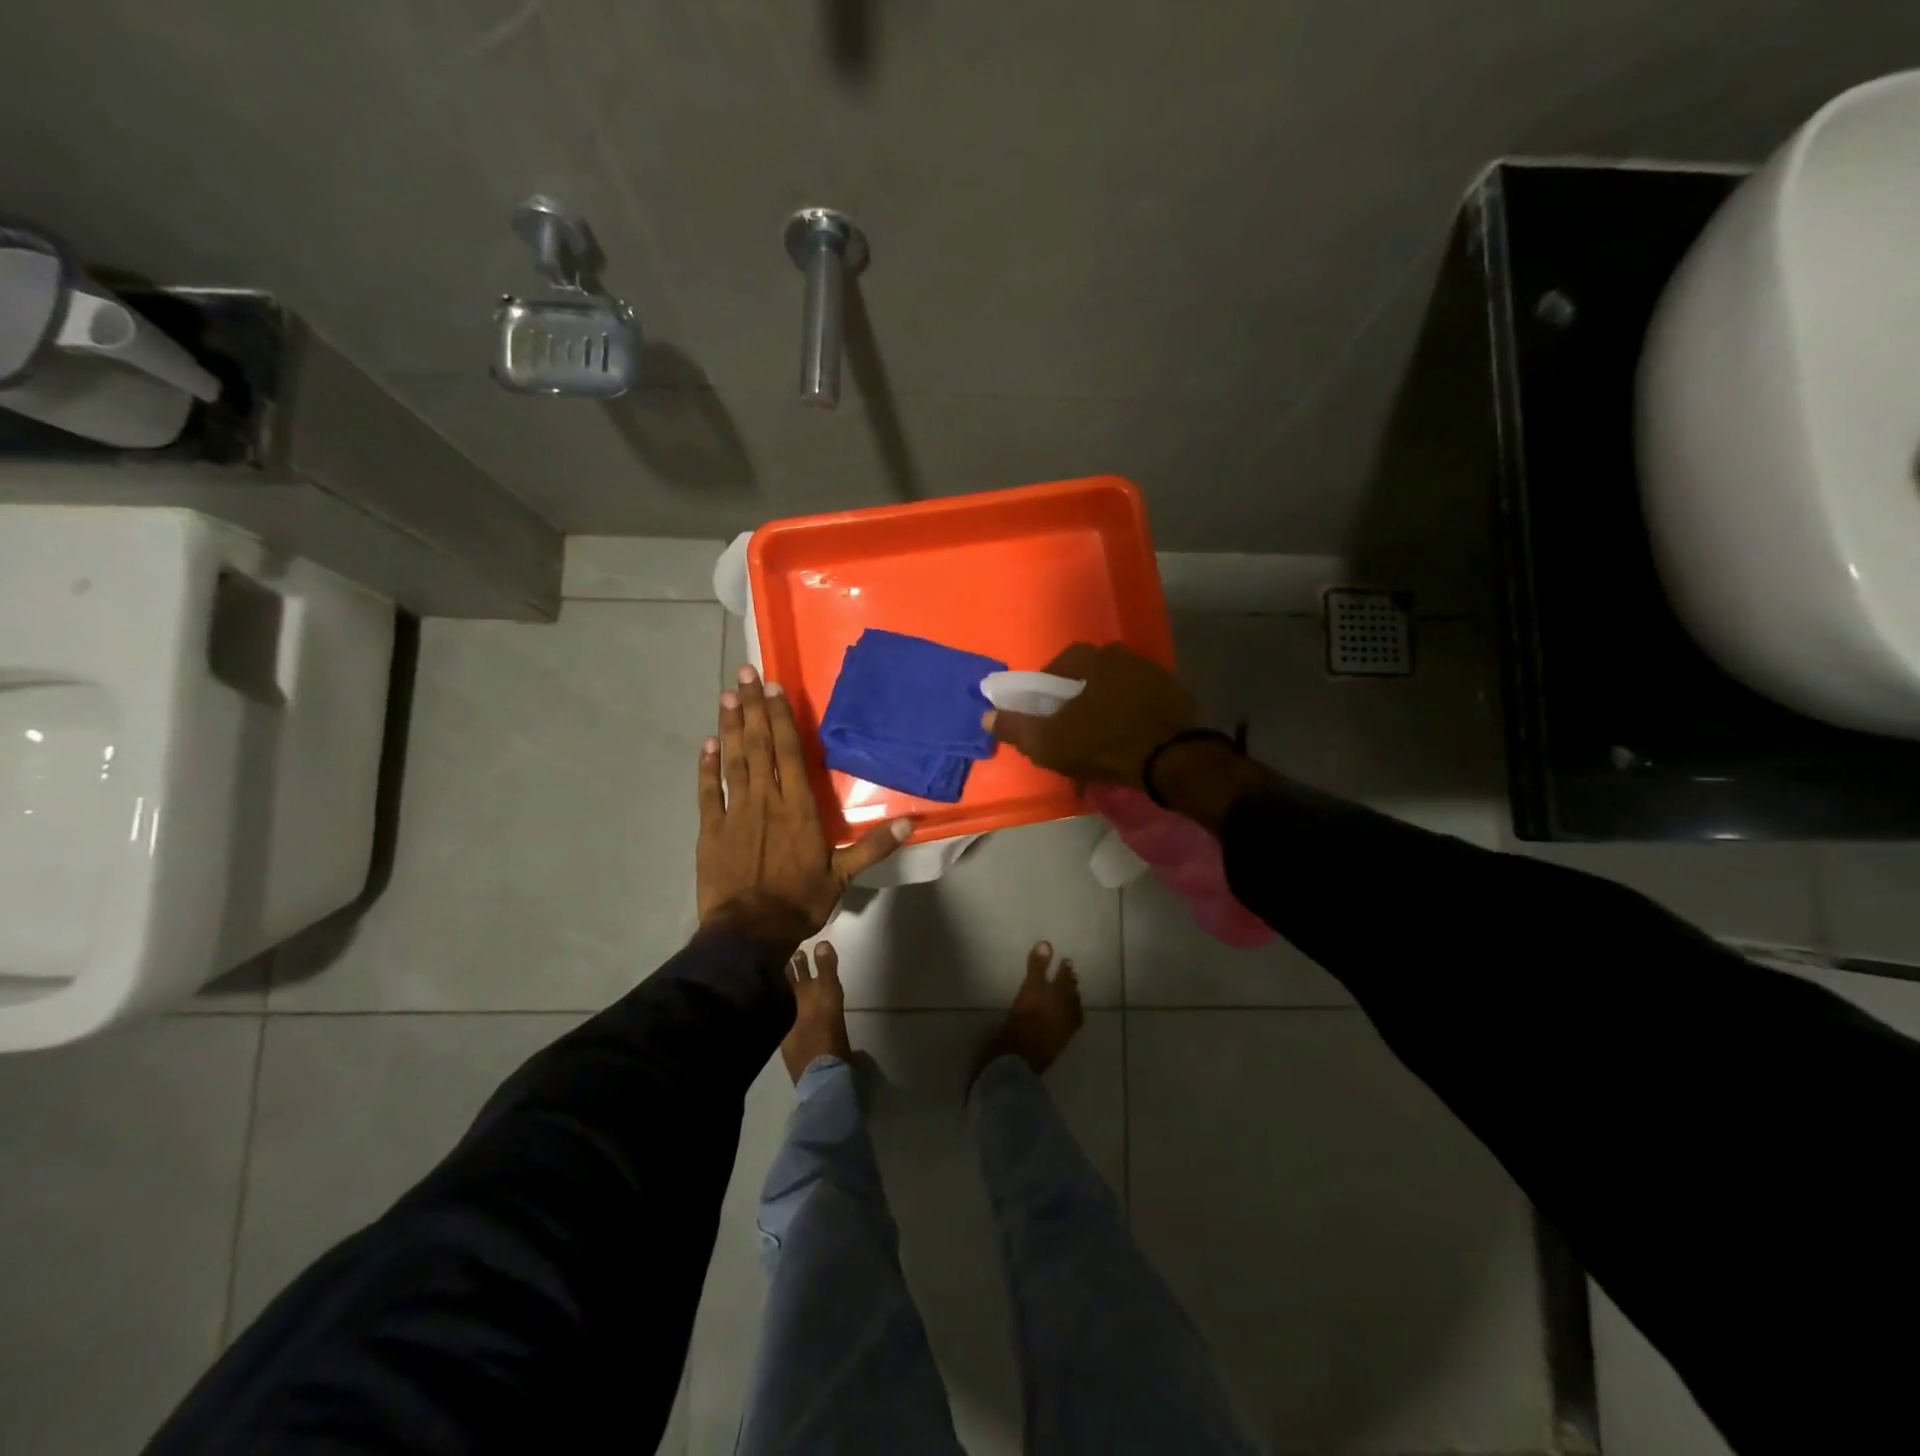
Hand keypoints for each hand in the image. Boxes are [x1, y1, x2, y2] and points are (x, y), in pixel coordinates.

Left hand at [698, 664, 911, 942]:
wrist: (748, 934)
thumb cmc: (799, 902)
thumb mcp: (843, 876)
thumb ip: (874, 846)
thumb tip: (912, 822)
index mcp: (798, 807)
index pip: (790, 752)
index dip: (782, 718)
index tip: (774, 687)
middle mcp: (765, 800)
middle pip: (759, 746)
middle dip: (753, 708)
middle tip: (744, 673)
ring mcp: (734, 812)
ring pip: (733, 761)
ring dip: (730, 727)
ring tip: (726, 696)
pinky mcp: (710, 829)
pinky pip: (708, 791)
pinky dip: (706, 767)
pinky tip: (707, 744)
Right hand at [982, 642, 1196, 789]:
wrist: (1173, 761)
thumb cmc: (1103, 743)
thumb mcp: (1049, 741)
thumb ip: (1015, 728)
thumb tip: (986, 716)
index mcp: (1096, 660)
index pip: (1063, 661)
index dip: (1047, 684)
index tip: (1042, 709)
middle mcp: (1127, 658)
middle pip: (1093, 676)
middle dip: (1078, 699)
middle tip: (1068, 727)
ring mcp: (1157, 678)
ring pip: (1119, 692)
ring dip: (1105, 711)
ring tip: (1096, 741)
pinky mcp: (1179, 701)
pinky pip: (1143, 708)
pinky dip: (1131, 722)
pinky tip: (1125, 746)